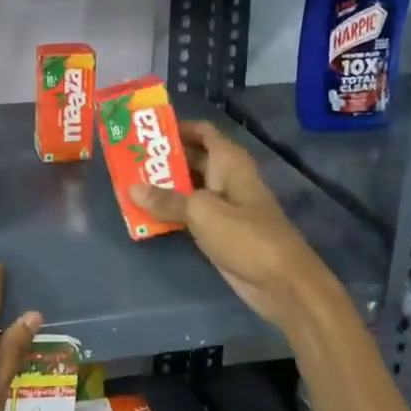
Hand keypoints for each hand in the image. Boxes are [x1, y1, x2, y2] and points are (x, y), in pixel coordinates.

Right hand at [129, 121, 347, 334]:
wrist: (282, 283)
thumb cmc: (246, 236)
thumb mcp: (202, 212)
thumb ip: (166, 200)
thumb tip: (131, 188)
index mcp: (229, 162)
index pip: (202, 132)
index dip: (176, 127)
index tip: (145, 130)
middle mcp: (226, 178)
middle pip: (191, 158)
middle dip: (162, 158)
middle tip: (128, 158)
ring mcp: (223, 206)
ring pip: (188, 187)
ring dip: (162, 186)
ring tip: (129, 182)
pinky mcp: (219, 230)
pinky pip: (189, 213)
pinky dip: (169, 211)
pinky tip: (144, 213)